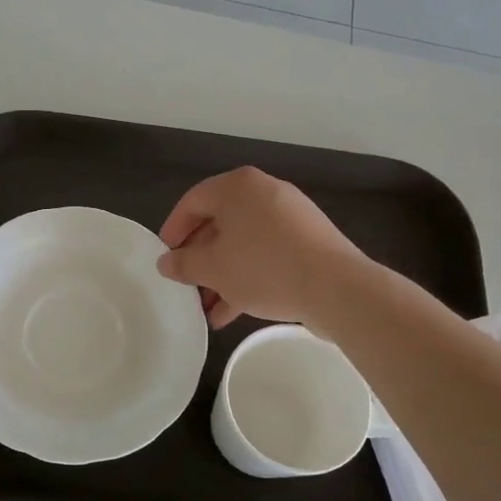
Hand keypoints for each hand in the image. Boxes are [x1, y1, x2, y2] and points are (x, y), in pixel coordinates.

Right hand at [156, 167, 368, 329]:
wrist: (336, 288)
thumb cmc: (264, 267)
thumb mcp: (213, 268)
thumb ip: (183, 264)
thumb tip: (166, 262)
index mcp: (238, 187)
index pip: (193, 201)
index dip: (173, 230)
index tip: (164, 259)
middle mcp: (265, 194)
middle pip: (219, 224)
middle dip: (199, 260)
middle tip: (186, 286)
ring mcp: (290, 218)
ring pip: (243, 244)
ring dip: (221, 276)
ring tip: (206, 309)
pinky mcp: (307, 244)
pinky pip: (266, 256)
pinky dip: (247, 278)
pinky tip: (232, 313)